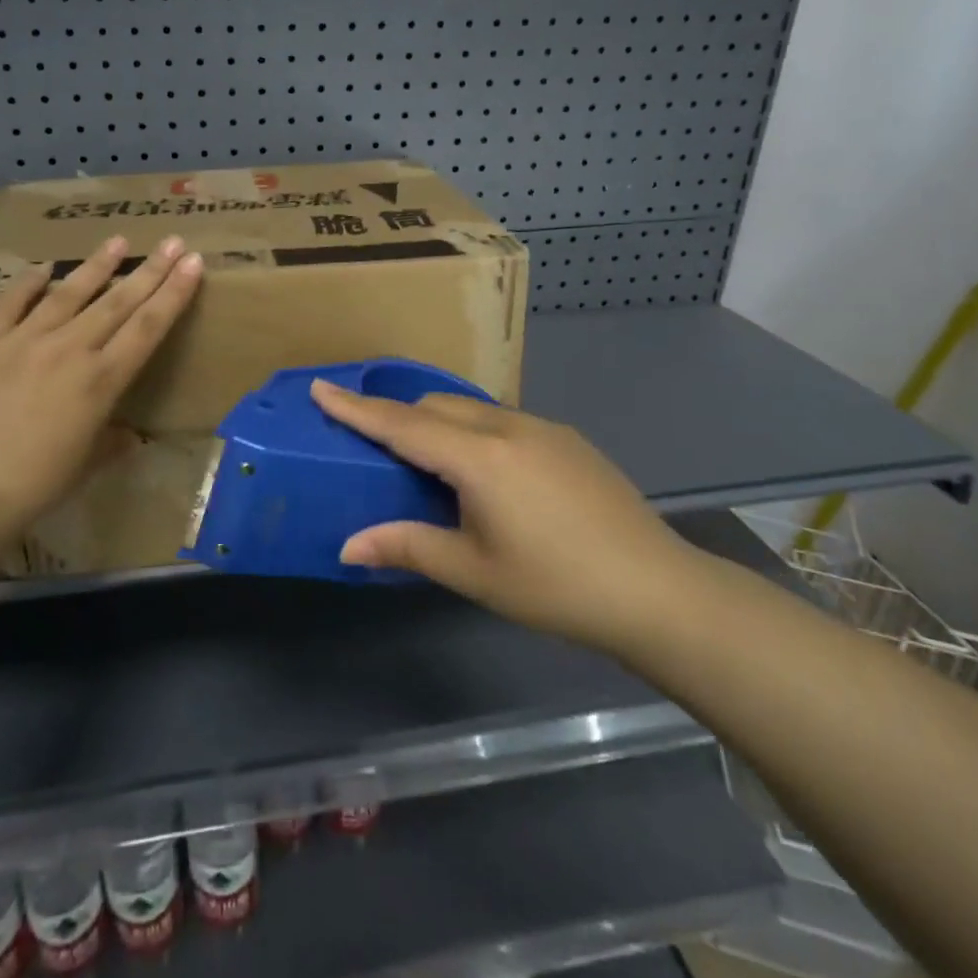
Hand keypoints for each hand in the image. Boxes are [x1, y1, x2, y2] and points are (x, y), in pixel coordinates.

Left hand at [0, 235, 203, 535]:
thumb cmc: (34, 484)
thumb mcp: (86, 465)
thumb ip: (111, 442)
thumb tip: (128, 435)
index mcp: (101, 381)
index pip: (148, 327)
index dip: (173, 293)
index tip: (192, 263)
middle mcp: (69, 350)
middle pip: (117, 302)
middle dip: (149, 269)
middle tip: (173, 241)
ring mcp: (24, 340)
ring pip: (68, 293)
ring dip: (97, 266)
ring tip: (117, 241)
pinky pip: (10, 304)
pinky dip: (27, 283)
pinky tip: (43, 267)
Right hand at [310, 383, 700, 655]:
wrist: (656, 590)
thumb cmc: (555, 586)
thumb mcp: (473, 572)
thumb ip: (407, 547)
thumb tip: (347, 547)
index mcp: (479, 457)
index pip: (403, 424)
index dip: (357, 408)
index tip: (320, 388)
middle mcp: (508, 427)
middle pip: (435, 407)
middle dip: (398, 418)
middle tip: (373, 447)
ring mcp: (543, 428)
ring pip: (471, 410)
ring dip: (438, 425)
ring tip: (428, 466)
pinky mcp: (567, 440)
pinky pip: (502, 422)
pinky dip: (474, 434)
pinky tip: (485, 477)